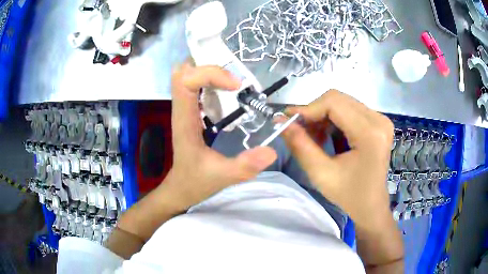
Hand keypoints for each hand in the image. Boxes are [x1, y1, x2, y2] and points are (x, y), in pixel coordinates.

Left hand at [168, 63, 276, 207]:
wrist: (181, 188)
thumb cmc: (196, 182)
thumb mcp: (222, 176)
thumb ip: (244, 166)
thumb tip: (272, 151)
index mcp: (185, 120)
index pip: (185, 81)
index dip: (210, 74)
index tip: (236, 85)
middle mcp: (182, 109)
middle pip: (183, 72)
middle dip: (207, 65)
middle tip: (233, 75)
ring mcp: (185, 109)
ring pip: (188, 75)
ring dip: (210, 71)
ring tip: (234, 81)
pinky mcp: (191, 111)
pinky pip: (195, 85)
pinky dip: (211, 80)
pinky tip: (228, 91)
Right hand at [281, 90, 393, 230]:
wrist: (371, 206)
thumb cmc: (349, 195)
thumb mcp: (321, 173)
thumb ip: (300, 145)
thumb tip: (280, 120)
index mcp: (370, 133)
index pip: (334, 103)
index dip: (308, 108)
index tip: (289, 120)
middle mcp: (379, 120)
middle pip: (338, 99)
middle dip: (314, 112)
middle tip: (299, 129)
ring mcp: (380, 119)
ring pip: (342, 102)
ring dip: (323, 115)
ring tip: (312, 136)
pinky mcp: (378, 122)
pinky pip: (350, 110)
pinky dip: (333, 119)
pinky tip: (326, 135)